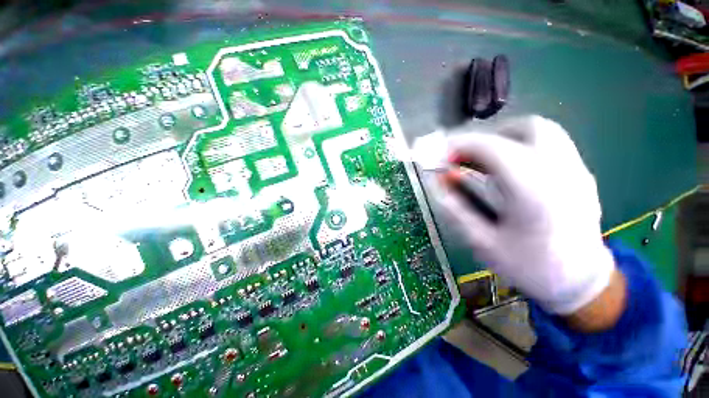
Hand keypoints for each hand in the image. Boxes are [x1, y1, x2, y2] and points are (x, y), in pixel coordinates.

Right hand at [433, 116, 616, 315]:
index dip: (461, 145)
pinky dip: (522, 146)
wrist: (581, 283)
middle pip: (524, 128)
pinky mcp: (580, 173)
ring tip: (486, 161)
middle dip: (488, 137)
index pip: (493, 148)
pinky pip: (550, 144)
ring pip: (541, 130)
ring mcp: (576, 169)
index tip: (441, 155)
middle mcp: (560, 171)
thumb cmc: (530, 266)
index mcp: (534, 192)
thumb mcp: (482, 241)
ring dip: (506, 138)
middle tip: (466, 157)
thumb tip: (437, 182)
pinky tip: (510, 169)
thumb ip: (456, 208)